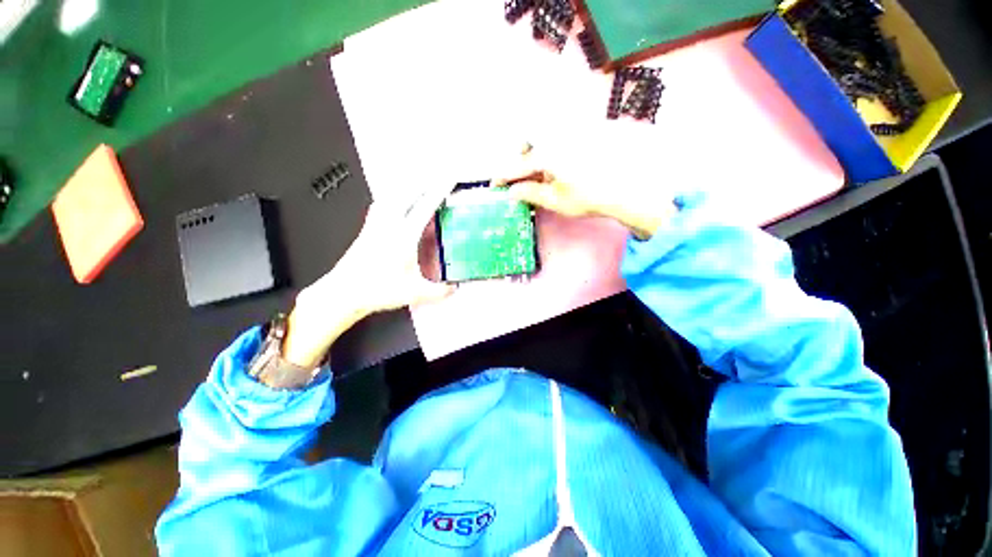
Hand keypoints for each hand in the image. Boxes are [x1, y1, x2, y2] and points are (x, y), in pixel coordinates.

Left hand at [282, 184, 455, 368]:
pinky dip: (393, 196)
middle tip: (439, 177)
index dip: (439, 191)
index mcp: (403, 236)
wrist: (343, 292)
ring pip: (392, 195)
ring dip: (408, 187)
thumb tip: (456, 288)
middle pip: (408, 193)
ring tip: (420, 184)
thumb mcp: (414, 293)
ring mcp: (376, 225)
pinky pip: (382, 204)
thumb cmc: (377, 290)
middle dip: (426, 182)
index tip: (450, 179)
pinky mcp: (367, 229)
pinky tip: (395, 201)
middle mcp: (388, 225)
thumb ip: (439, 291)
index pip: (425, 207)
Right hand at [495, 143, 676, 238]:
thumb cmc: (587, 197)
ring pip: (543, 143)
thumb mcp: (555, 200)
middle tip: (521, 180)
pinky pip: (558, 143)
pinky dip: (551, 156)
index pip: (518, 166)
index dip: (504, 176)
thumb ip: (531, 193)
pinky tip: (557, 171)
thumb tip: (512, 191)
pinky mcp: (583, 139)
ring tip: (540, 178)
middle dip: (520, 161)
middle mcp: (557, 140)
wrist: (625, 189)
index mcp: (547, 155)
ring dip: (535, 159)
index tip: (495, 185)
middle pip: (529, 144)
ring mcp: (571, 137)